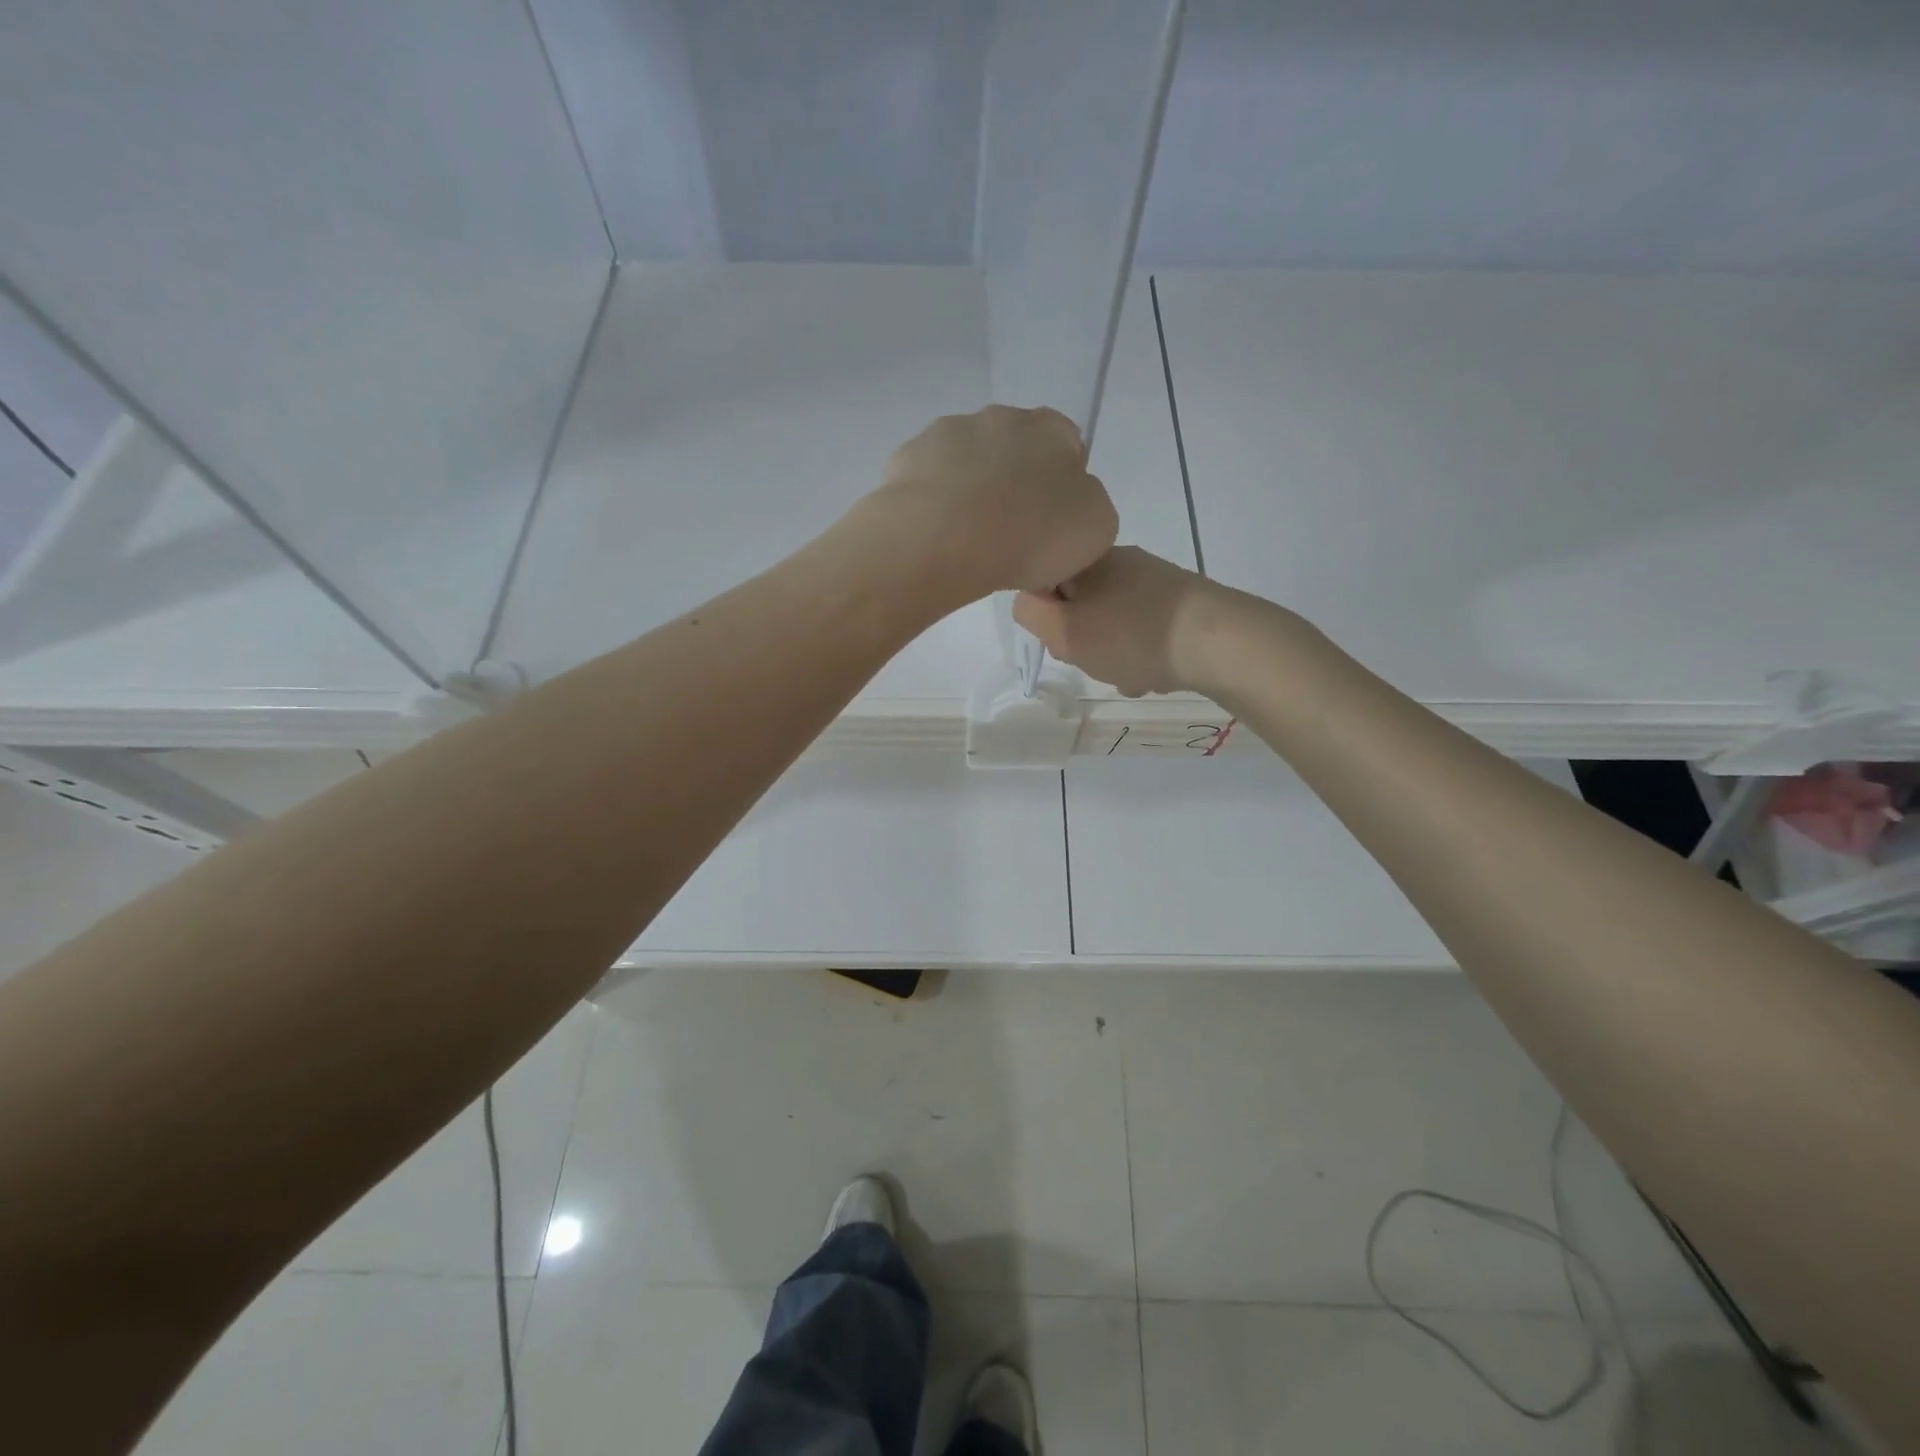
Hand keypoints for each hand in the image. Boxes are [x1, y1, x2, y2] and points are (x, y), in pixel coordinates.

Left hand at [864, 406, 1118, 599]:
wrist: (943, 541)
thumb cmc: (1031, 534)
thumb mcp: (1095, 528)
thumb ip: (1090, 505)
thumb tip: (1069, 504)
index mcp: (1050, 428)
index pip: (1067, 445)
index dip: (1062, 487)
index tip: (1052, 526)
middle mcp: (998, 416)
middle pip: (1013, 450)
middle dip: (1013, 484)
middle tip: (1010, 535)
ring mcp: (946, 433)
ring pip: (967, 462)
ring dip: (971, 490)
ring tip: (968, 541)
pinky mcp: (905, 459)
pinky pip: (928, 482)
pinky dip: (933, 503)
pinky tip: (936, 536)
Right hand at [1014, 545, 1251, 696]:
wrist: (1219, 642)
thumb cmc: (1132, 636)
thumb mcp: (1064, 629)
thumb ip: (1031, 613)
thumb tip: (1031, 603)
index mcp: (1090, 559)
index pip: (1046, 581)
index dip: (1045, 615)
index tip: (1060, 638)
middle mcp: (1123, 562)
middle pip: (1081, 606)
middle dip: (1083, 640)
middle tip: (1094, 660)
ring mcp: (1156, 582)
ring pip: (1114, 624)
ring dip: (1113, 655)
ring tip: (1130, 675)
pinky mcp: (1183, 604)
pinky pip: (1145, 633)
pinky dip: (1142, 656)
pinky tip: (1154, 675)